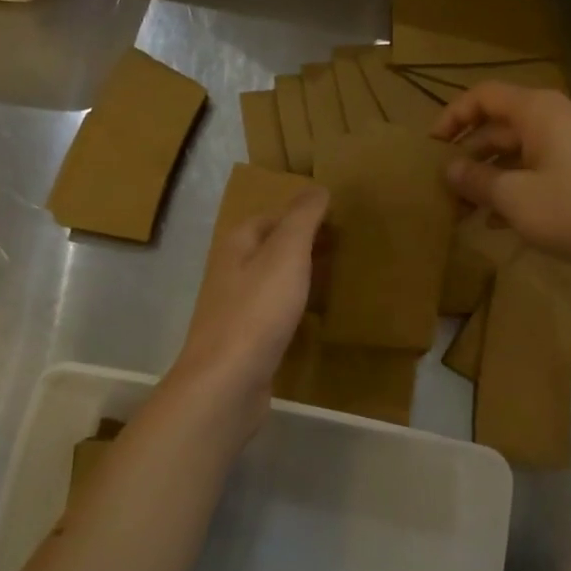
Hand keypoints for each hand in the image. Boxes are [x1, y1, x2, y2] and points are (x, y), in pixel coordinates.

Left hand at [171, 187, 328, 425]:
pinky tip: (315, 318)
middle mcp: (231, 272)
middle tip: (343, 248)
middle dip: (303, 245)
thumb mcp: (286, 254)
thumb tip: (317, 188)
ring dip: (299, 277)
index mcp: (237, 245)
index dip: (301, 215)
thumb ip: (302, 219)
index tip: (337, 220)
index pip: (271, 217)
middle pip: (270, 249)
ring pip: (272, 282)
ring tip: (336, 278)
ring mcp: (236, 309)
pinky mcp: (246, 341)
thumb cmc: (257, 311)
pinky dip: (294, 308)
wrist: (227, 382)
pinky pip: (274, 314)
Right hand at [432, 84, 570, 290]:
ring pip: (511, 156)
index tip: (431, 147)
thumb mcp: (513, 196)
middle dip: (466, 156)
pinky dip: (508, 193)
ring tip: (459, 210)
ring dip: (484, 180)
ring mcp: (564, 151)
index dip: (453, 116)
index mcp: (536, 111)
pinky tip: (490, 223)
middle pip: (495, 128)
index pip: (483, 96)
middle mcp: (550, 123)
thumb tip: (449, 169)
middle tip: (441, 187)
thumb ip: (476, 179)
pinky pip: (530, 177)